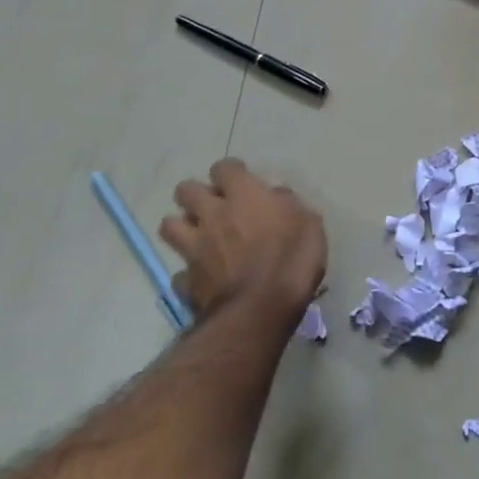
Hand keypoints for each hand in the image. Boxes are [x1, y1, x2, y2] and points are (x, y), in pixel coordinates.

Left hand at [160, 159, 326, 320]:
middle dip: (196, 194)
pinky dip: (188, 273)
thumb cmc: (292, 260)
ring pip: (169, 225)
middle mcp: (212, 214)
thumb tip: (276, 197)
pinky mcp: (187, 280)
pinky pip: (179, 272)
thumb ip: (289, 205)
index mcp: (244, 195)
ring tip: (198, 236)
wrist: (260, 310)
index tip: (242, 181)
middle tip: (214, 206)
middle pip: (185, 190)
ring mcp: (195, 247)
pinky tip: (201, 277)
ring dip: (181, 227)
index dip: (231, 172)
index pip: (224, 167)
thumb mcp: (309, 225)